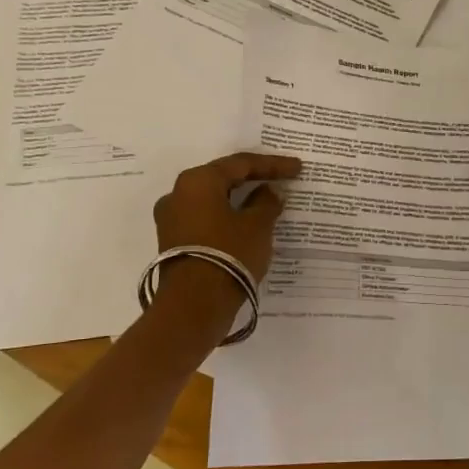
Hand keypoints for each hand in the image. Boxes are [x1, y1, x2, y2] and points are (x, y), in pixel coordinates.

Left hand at [152, 152, 301, 308]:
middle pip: (222, 178)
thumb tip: (268, 192)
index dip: (272, 165)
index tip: (296, 167)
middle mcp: (178, 193)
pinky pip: (206, 218)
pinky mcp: (173, 241)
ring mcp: (171, 219)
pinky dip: (227, 217)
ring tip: (265, 201)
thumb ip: (266, 202)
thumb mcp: (257, 225)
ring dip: (239, 199)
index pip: (241, 164)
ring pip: (213, 200)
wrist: (194, 305)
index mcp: (198, 181)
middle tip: (280, 178)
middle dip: (252, 178)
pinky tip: (246, 222)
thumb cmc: (229, 254)